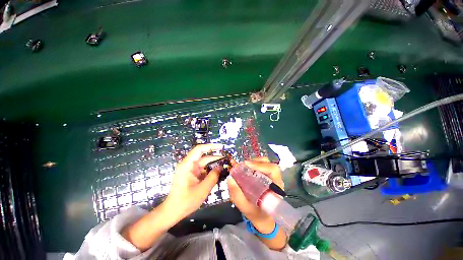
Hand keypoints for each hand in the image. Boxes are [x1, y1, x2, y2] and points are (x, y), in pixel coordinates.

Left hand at [163, 144, 223, 221]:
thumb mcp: (203, 189)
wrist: (173, 212)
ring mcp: (189, 169)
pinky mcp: (191, 174)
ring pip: (204, 163)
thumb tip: (220, 167)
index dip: (211, 146)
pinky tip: (218, 172)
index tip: (221, 147)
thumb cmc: (186, 201)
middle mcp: (188, 164)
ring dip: (213, 164)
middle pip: (203, 156)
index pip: (199, 149)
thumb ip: (213, 176)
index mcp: (187, 165)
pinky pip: (202, 169)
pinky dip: (210, 170)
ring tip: (224, 165)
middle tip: (227, 159)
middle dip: (215, 157)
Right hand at [227, 157, 284, 225]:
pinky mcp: (267, 176)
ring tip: (244, 166)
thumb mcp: (244, 207)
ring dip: (253, 162)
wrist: (263, 218)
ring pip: (265, 162)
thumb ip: (236, 194)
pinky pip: (261, 165)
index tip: (246, 165)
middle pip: (268, 163)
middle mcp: (275, 180)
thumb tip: (229, 178)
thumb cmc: (256, 214)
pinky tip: (246, 168)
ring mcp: (272, 177)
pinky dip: (253, 164)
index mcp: (275, 188)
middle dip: (254, 162)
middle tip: (243, 165)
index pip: (273, 169)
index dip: (260, 165)